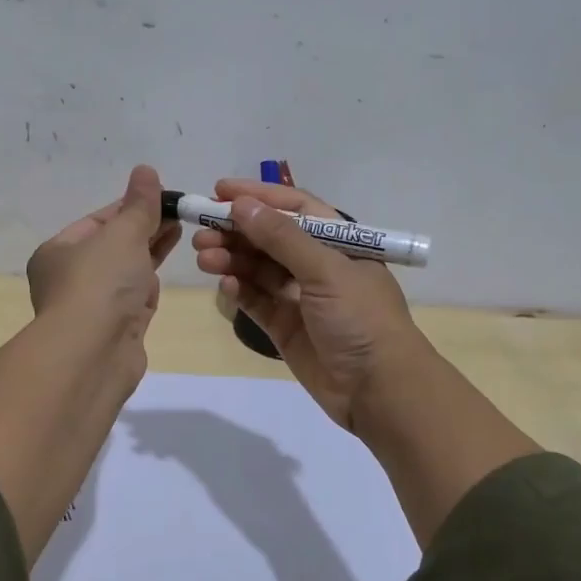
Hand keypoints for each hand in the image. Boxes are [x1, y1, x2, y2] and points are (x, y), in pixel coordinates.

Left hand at [27, 164, 179, 358]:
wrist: (93, 354)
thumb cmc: (100, 284)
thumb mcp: (122, 234)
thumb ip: (139, 205)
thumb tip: (145, 171)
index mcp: (58, 252)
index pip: (98, 220)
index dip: (131, 206)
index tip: (163, 195)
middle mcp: (70, 278)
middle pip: (113, 246)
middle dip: (144, 228)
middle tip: (179, 211)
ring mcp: (94, 307)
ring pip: (125, 273)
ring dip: (149, 252)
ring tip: (179, 231)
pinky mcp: (116, 330)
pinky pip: (134, 299)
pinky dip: (148, 284)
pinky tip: (164, 272)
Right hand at [191, 178, 424, 431]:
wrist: (379, 390)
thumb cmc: (361, 318)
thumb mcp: (326, 271)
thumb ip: (282, 238)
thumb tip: (241, 205)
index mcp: (338, 242)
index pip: (294, 208)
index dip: (258, 197)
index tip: (218, 191)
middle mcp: (318, 265)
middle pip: (270, 238)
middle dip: (236, 231)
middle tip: (201, 232)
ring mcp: (300, 297)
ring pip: (258, 269)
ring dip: (232, 259)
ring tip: (204, 257)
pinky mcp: (285, 327)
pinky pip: (256, 300)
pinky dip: (239, 290)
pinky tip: (225, 284)